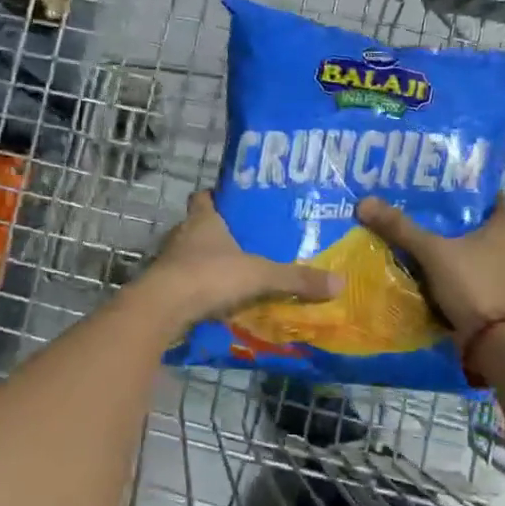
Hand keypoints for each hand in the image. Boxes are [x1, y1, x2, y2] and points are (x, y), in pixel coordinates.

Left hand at [141, 191, 343, 326]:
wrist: (164, 308)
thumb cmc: (210, 275)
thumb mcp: (261, 275)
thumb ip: (296, 279)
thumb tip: (340, 282)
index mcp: (203, 221)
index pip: (204, 198)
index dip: (216, 197)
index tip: (232, 201)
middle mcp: (183, 236)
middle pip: (198, 227)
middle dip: (217, 233)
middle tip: (245, 240)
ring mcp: (170, 263)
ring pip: (190, 256)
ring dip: (207, 263)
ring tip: (235, 272)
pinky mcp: (164, 289)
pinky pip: (186, 284)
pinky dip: (200, 289)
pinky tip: (218, 300)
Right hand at [355, 195, 504, 338]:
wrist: (494, 343)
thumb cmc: (472, 285)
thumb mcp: (432, 252)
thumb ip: (400, 228)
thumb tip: (365, 203)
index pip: (486, 195)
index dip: (461, 189)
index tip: (433, 188)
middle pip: (477, 224)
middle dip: (449, 220)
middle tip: (416, 212)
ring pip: (475, 251)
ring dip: (451, 248)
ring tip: (418, 241)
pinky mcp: (500, 295)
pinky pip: (474, 274)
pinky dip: (456, 271)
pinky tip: (431, 272)